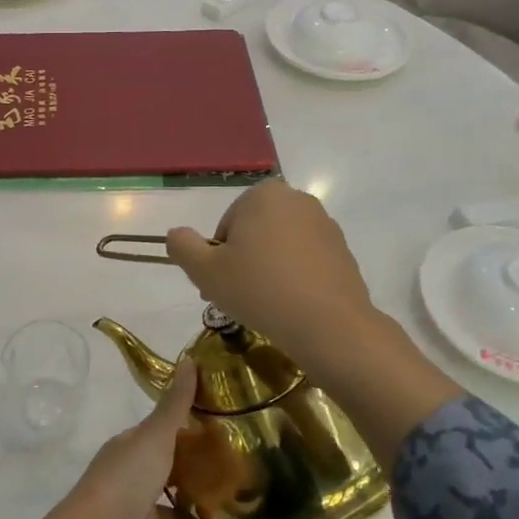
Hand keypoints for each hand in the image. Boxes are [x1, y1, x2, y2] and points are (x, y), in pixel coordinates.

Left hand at [73, 360, 231, 518]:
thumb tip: (190, 359)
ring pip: (180, 510)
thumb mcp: (154, 435)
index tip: (223, 421)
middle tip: (244, 462)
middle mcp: (136, 480)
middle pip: (172, 471)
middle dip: (201, 468)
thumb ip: (175, 404)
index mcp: (131, 450)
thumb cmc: (127, 478)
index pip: (160, 433)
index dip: (188, 427)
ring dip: (207, 508)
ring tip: (246, 500)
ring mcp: (144, 516)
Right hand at [165, 180, 375, 371]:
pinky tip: (289, 306)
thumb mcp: (204, 270)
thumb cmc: (259, 290)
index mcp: (262, 195)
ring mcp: (324, 225)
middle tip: (236, 298)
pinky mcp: (342, 251)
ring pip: (279, 248)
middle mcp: (297, 200)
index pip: (226, 226)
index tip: (219, 285)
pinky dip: (293, 279)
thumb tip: (176, 234)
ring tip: (263, 306)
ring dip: (266, 271)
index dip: (217, 258)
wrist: (328, 324)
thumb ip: (182, 246)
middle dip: (242, 262)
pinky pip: (304, 262)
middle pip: (253, 233)